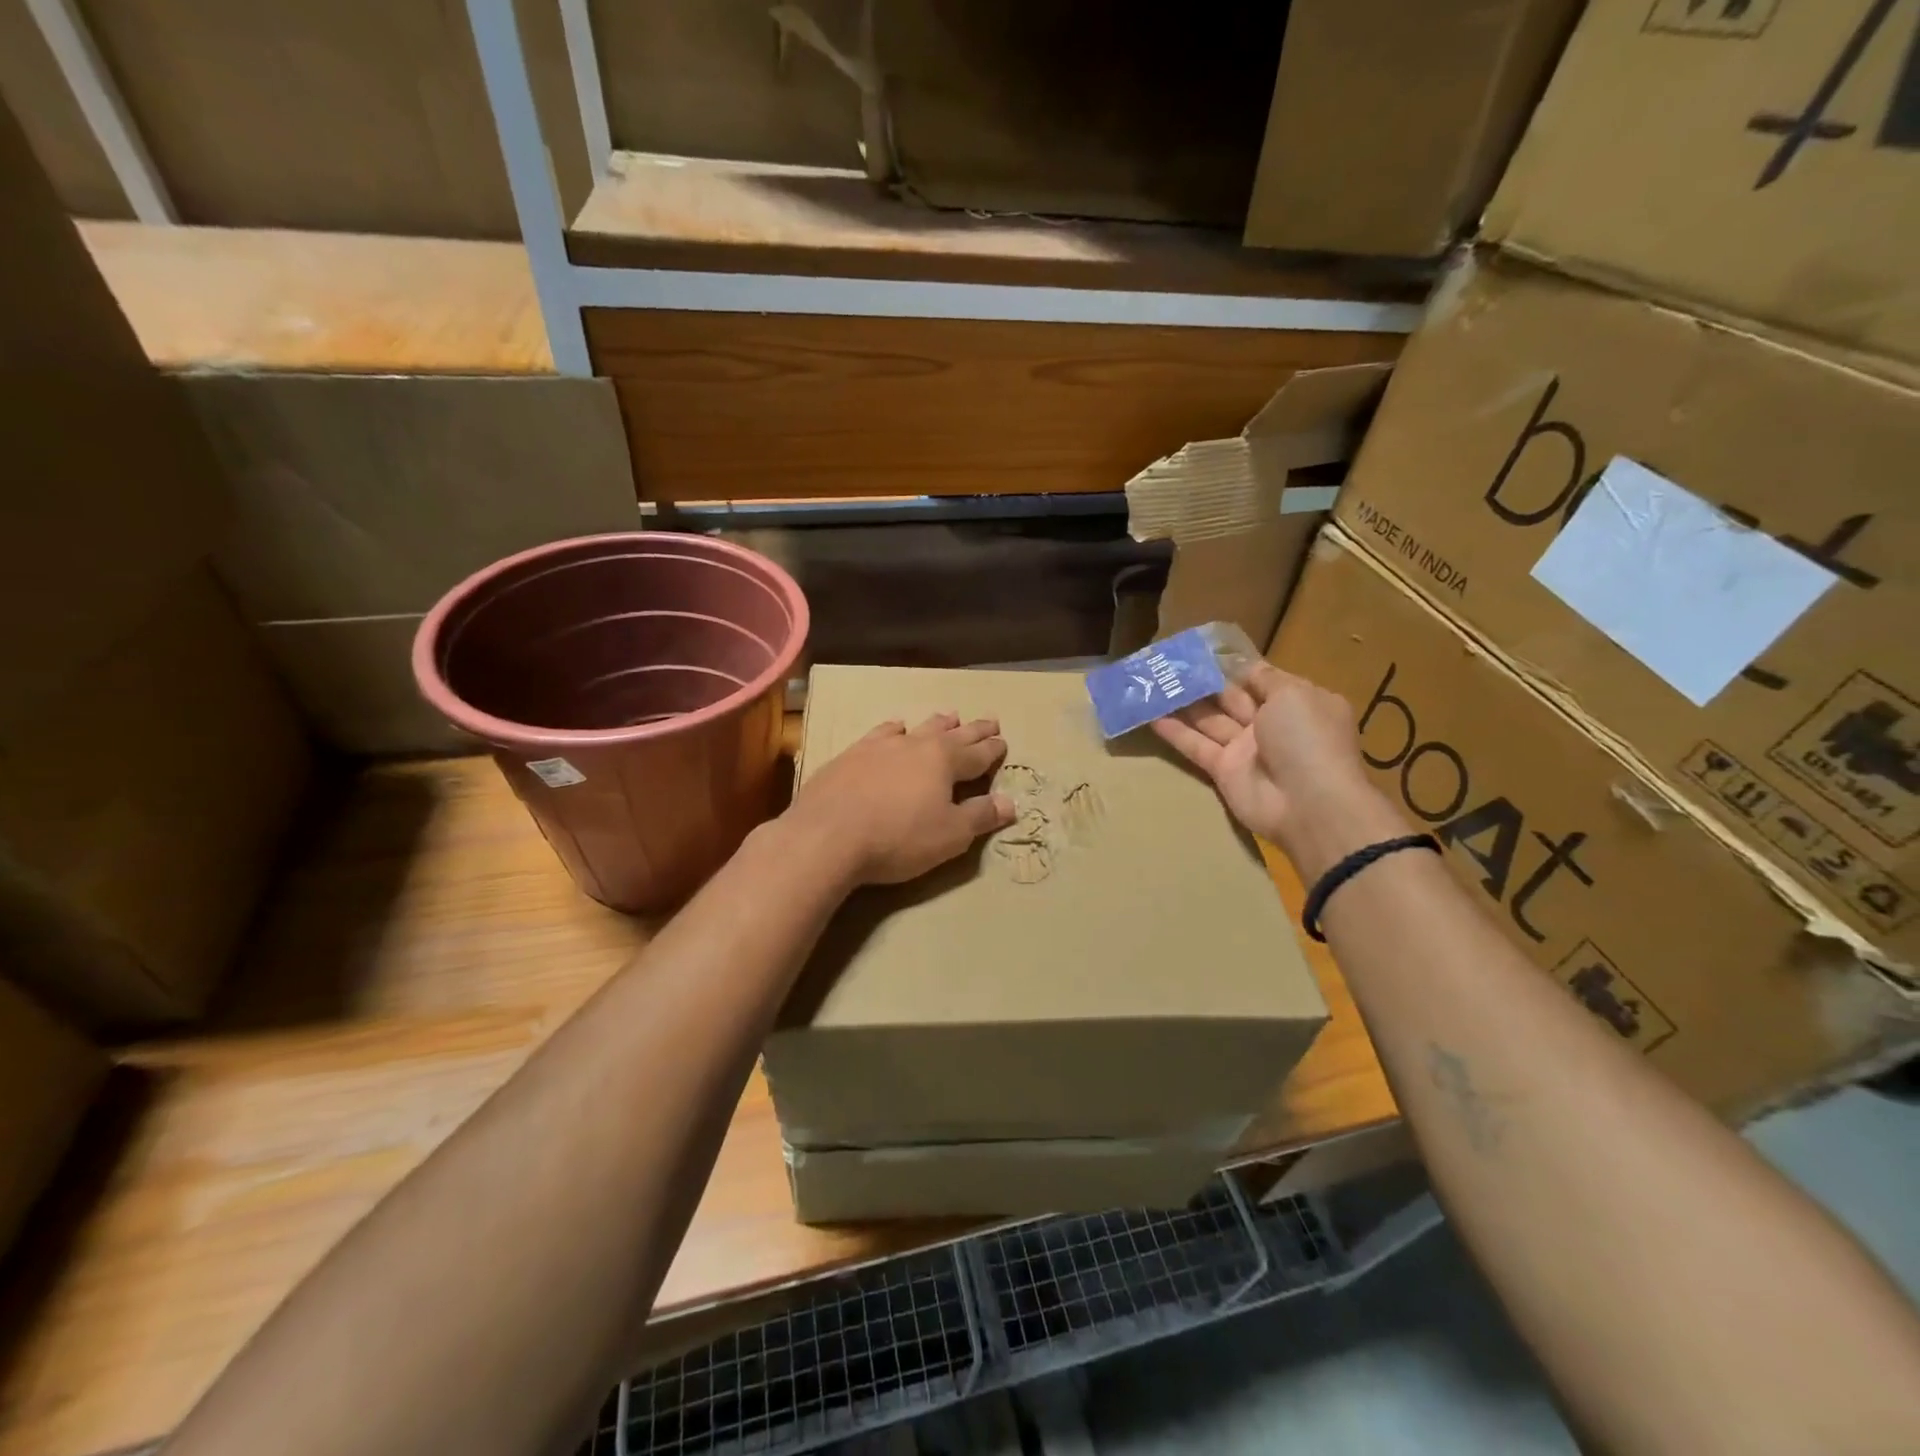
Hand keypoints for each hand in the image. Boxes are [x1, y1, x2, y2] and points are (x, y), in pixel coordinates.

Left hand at [786, 713, 1015, 885]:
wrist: (827, 835)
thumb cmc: (898, 838)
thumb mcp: (950, 835)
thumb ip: (980, 816)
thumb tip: (1010, 802)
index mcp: (944, 761)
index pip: (977, 754)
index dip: (992, 750)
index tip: (1003, 741)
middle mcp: (915, 745)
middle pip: (951, 734)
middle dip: (972, 730)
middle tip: (989, 720)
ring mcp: (880, 746)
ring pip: (917, 728)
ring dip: (936, 723)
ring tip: (948, 715)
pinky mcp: (850, 755)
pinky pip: (881, 733)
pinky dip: (894, 729)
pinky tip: (895, 727)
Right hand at [1151, 663, 1405, 876]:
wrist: (1309, 804)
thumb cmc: (1307, 739)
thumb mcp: (1294, 694)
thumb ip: (1266, 678)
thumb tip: (1245, 667)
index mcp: (1296, 702)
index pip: (1261, 678)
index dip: (1234, 665)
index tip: (1203, 650)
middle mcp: (1271, 724)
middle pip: (1231, 698)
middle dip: (1204, 681)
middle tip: (1169, 664)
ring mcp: (1246, 749)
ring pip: (1210, 720)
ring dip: (1184, 703)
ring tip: (1154, 683)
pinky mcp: (1224, 771)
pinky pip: (1197, 746)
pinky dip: (1175, 732)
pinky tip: (1150, 716)